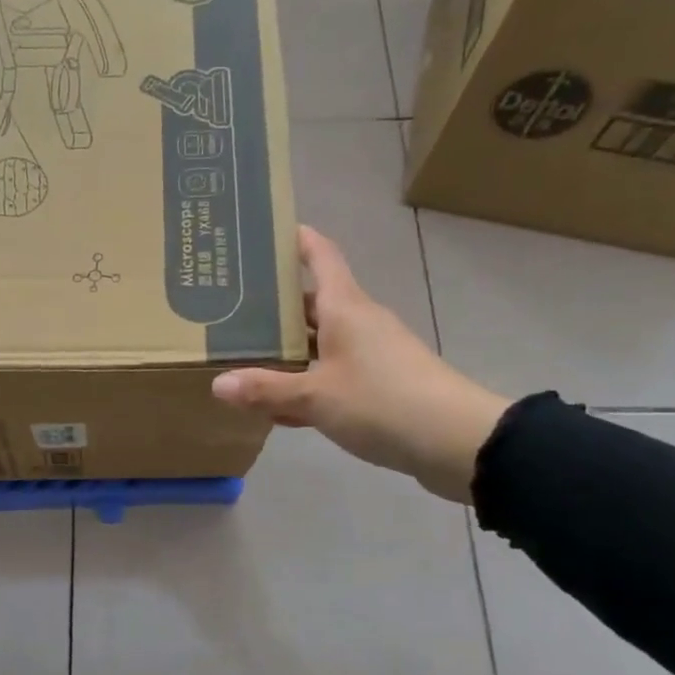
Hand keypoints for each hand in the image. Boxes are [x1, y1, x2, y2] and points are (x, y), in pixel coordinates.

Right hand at [211, 227, 511, 503]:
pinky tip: (278, 405)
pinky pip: (332, 374)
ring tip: (243, 354)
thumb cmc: (382, 402)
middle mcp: (359, 323)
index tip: (266, 233)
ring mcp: (371, 355)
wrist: (456, 441)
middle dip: (276, 303)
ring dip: (288, 348)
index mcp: (346, 308)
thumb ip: (267, 390)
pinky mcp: (379, 385)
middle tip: (231, 306)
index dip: (298, 240)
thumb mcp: (315, 397)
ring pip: (321, 342)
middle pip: (314, 302)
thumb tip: (218, 384)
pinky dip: (305, 382)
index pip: (322, 257)